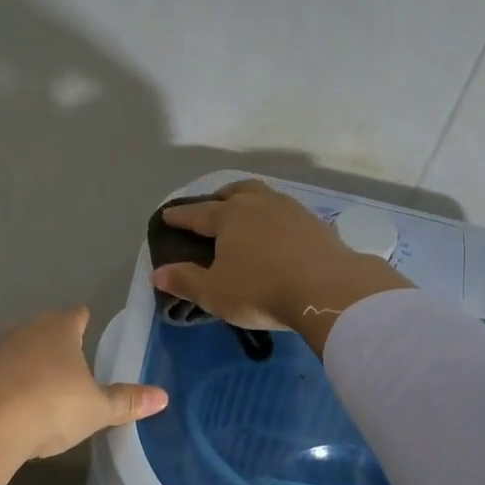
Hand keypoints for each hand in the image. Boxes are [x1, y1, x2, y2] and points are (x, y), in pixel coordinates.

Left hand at [0, 306, 167, 458]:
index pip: (76, 315)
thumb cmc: (53, 405)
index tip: (87, 321)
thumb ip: (126, 401)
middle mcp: (24, 332)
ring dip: (20, 363)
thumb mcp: (97, 409)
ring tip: (33, 383)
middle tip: (65, 360)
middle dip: (52, 342)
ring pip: (12, 351)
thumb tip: (163, 397)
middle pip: (41, 329)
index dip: (83, 319)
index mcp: (59, 330)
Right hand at [149, 179, 411, 353]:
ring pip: (265, 197)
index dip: (180, 217)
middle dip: (219, 199)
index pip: (197, 213)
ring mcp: (291, 210)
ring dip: (251, 204)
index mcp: (229, 216)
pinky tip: (281, 234)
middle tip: (212, 209)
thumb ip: (185, 281)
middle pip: (235, 192)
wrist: (327, 290)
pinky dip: (277, 220)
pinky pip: (289, 214)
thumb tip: (158, 273)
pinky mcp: (317, 224)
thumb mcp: (215, 293)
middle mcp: (259, 204)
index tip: (167, 216)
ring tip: (248, 218)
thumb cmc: (260, 290)